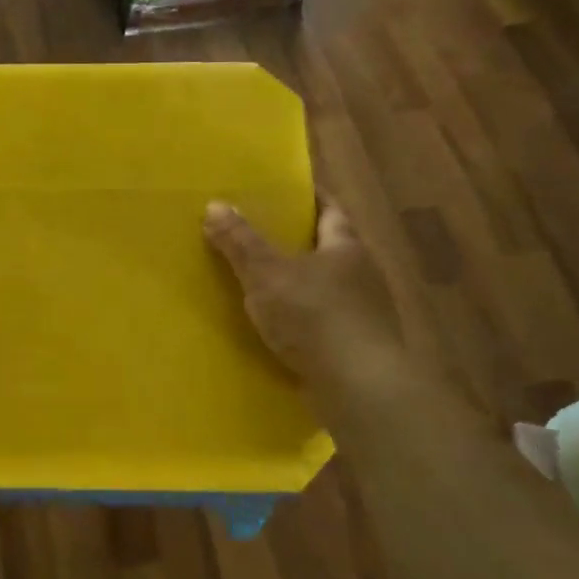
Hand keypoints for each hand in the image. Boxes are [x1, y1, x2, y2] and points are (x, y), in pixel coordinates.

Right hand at [203, 195, 403, 384]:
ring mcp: (364, 313)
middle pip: (328, 247)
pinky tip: (278, 325)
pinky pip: (323, 321)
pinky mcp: (356, 347)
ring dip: (299, 283)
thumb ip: (240, 241)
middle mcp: (362, 274)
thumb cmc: (315, 316)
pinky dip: (302, 318)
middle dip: (298, 241)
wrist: (359, 388)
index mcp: (346, 247)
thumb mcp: (266, 273)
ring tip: (261, 281)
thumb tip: (214, 204)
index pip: (330, 209)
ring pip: (326, 286)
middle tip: (259, 233)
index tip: (283, 190)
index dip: (308, 197)